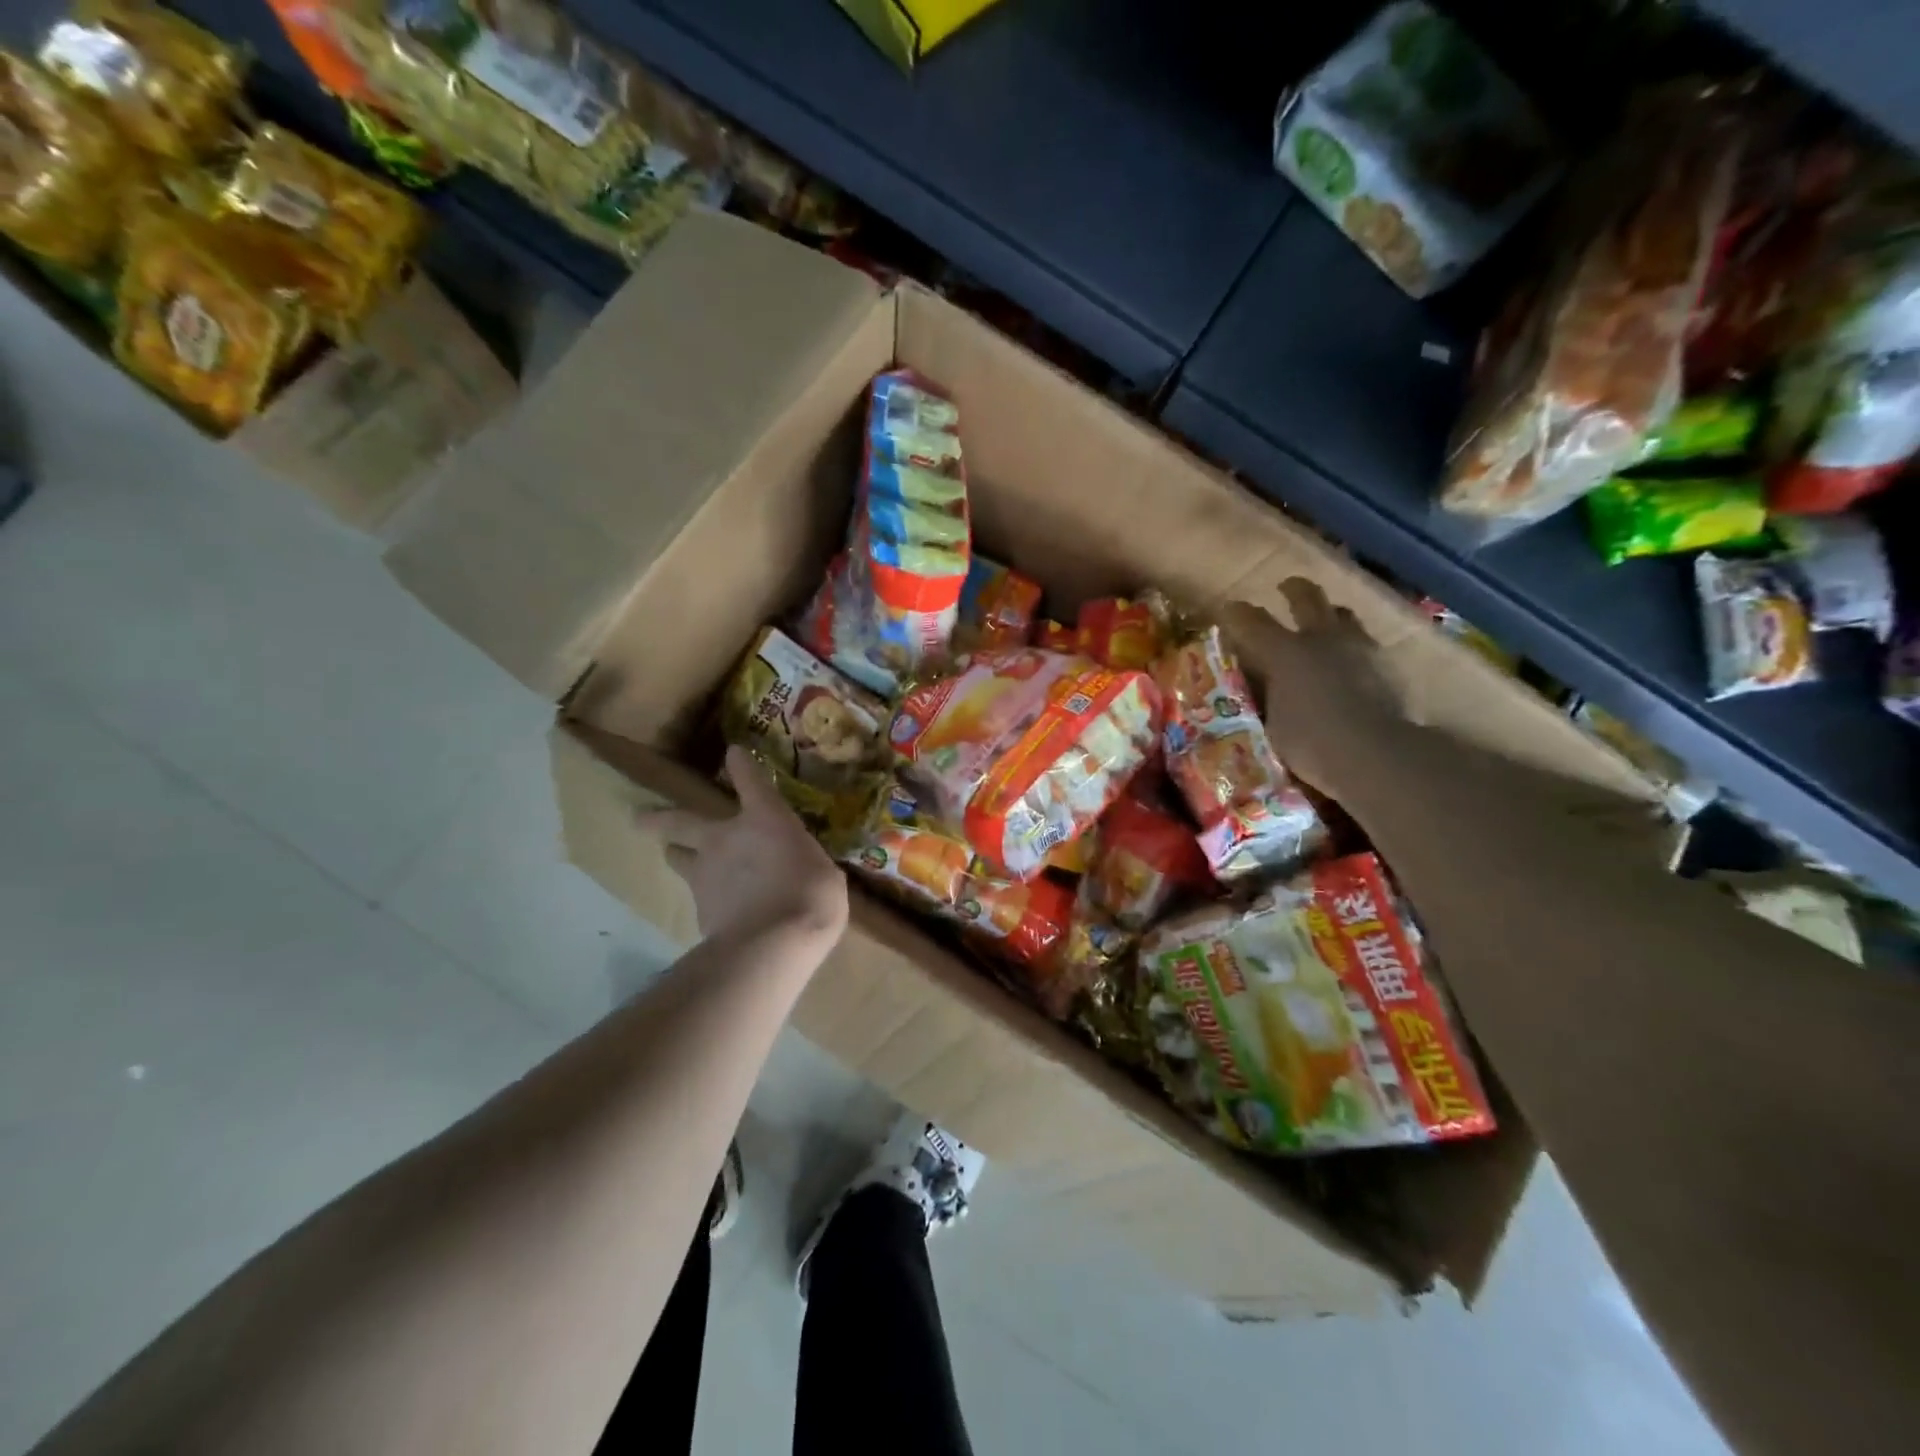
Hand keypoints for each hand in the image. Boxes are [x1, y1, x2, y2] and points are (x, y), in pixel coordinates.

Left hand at [641, 745, 849, 952]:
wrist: (771, 943)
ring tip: (672, 855)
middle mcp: (726, 838)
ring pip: (678, 857)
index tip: (733, 753)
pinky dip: (705, 899)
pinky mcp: (698, 909)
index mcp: (765, 820)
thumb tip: (801, 868)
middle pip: (681, 821)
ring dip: (675, 854)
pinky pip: (698, 897)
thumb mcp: (823, 873)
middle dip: (660, 818)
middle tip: (639, 817)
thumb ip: (804, 863)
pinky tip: (715, 910)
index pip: (751, 781)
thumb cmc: (811, 896)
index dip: (742, 766)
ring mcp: (705, 874)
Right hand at [1220, 578, 1406, 799]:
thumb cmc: (1310, 742)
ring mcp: (1359, 647)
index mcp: (1284, 651)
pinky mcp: (1388, 665)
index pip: (1252, 621)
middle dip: (1293, 590)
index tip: (1229, 608)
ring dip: (1330, 613)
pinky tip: (1351, 658)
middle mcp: (1321, 638)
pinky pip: (1366, 642)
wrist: (1375, 754)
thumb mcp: (1270, 723)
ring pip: (1343, 615)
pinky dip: (1354, 644)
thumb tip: (1259, 688)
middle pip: (1307, 598)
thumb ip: (1266, 698)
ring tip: (1325, 620)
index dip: (1237, 613)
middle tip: (1286, 587)